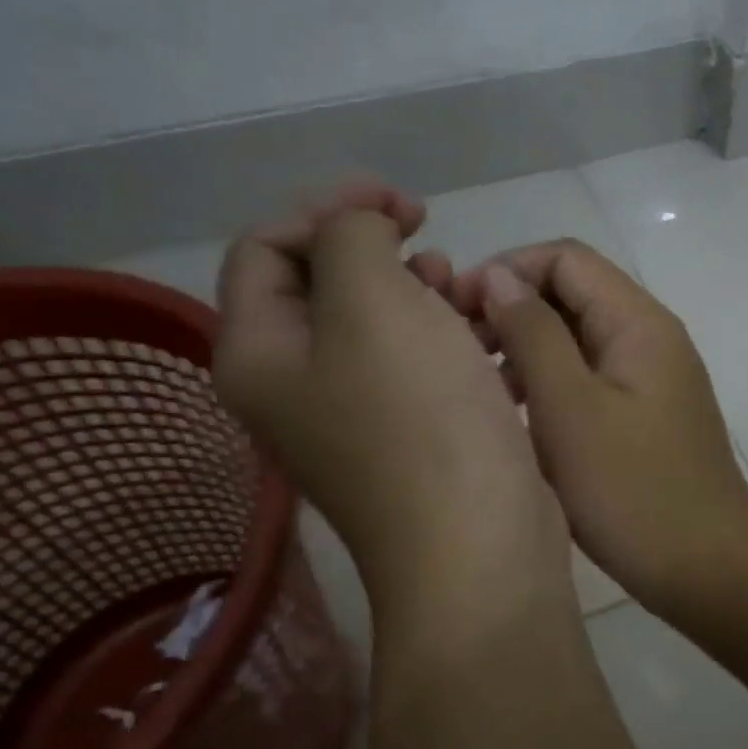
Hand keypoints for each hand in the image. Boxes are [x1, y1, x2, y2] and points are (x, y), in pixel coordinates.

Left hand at [213, 184, 570, 625]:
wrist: (478, 544)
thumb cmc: (420, 418)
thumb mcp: (373, 302)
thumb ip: (351, 237)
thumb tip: (361, 232)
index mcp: (260, 354)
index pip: (266, 247)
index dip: (329, 208)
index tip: (403, 203)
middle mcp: (295, 388)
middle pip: (322, 286)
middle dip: (378, 250)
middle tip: (433, 245)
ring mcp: (355, 419)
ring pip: (378, 325)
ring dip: (420, 292)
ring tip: (467, 292)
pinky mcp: (411, 439)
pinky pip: (416, 364)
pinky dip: (445, 336)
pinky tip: (488, 335)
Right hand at [453, 240, 747, 615]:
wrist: (706, 567)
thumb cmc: (632, 489)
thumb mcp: (569, 407)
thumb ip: (533, 334)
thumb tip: (497, 276)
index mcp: (638, 323)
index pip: (566, 259)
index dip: (507, 270)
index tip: (456, 308)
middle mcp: (650, 339)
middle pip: (573, 295)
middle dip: (512, 310)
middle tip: (459, 352)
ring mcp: (650, 380)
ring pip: (577, 340)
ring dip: (527, 350)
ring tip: (480, 387)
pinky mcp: (644, 417)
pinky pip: (589, 380)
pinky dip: (549, 385)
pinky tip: (516, 416)